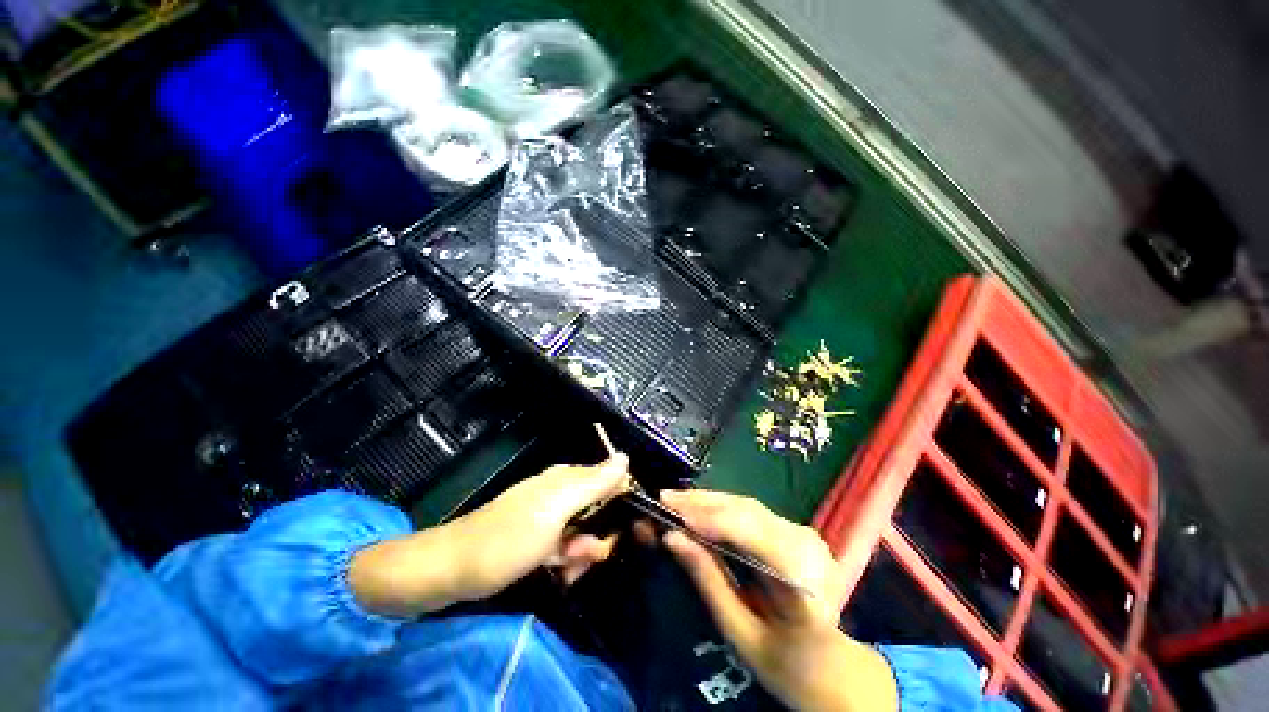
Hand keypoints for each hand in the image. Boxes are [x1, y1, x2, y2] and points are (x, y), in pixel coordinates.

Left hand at [456, 454, 631, 590]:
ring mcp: (549, 518)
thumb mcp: (556, 509)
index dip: (622, 503)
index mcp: (567, 479)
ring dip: (583, 553)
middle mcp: (561, 493)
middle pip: (599, 510)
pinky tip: (562, 574)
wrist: (452, 570)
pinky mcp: (539, 539)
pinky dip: (568, 561)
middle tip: (587, 555)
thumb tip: (625, 457)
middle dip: (599, 535)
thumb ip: (593, 483)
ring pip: (584, 532)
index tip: (631, 529)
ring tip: (569, 569)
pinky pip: (566, 547)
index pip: (610, 481)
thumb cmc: (508, 538)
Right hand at [660, 490, 896, 711]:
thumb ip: (708, 581)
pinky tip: (699, 507)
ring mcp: (805, 534)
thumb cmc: (786, 664)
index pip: (754, 536)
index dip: (712, 520)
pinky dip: (722, 507)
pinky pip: (752, 512)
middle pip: (748, 512)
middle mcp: (808, 547)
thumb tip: (672, 538)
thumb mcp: (741, 633)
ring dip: (709, 500)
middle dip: (702, 503)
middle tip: (665, 499)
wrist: (834, 667)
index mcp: (803, 583)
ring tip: (676, 500)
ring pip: (747, 506)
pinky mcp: (795, 531)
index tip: (673, 514)